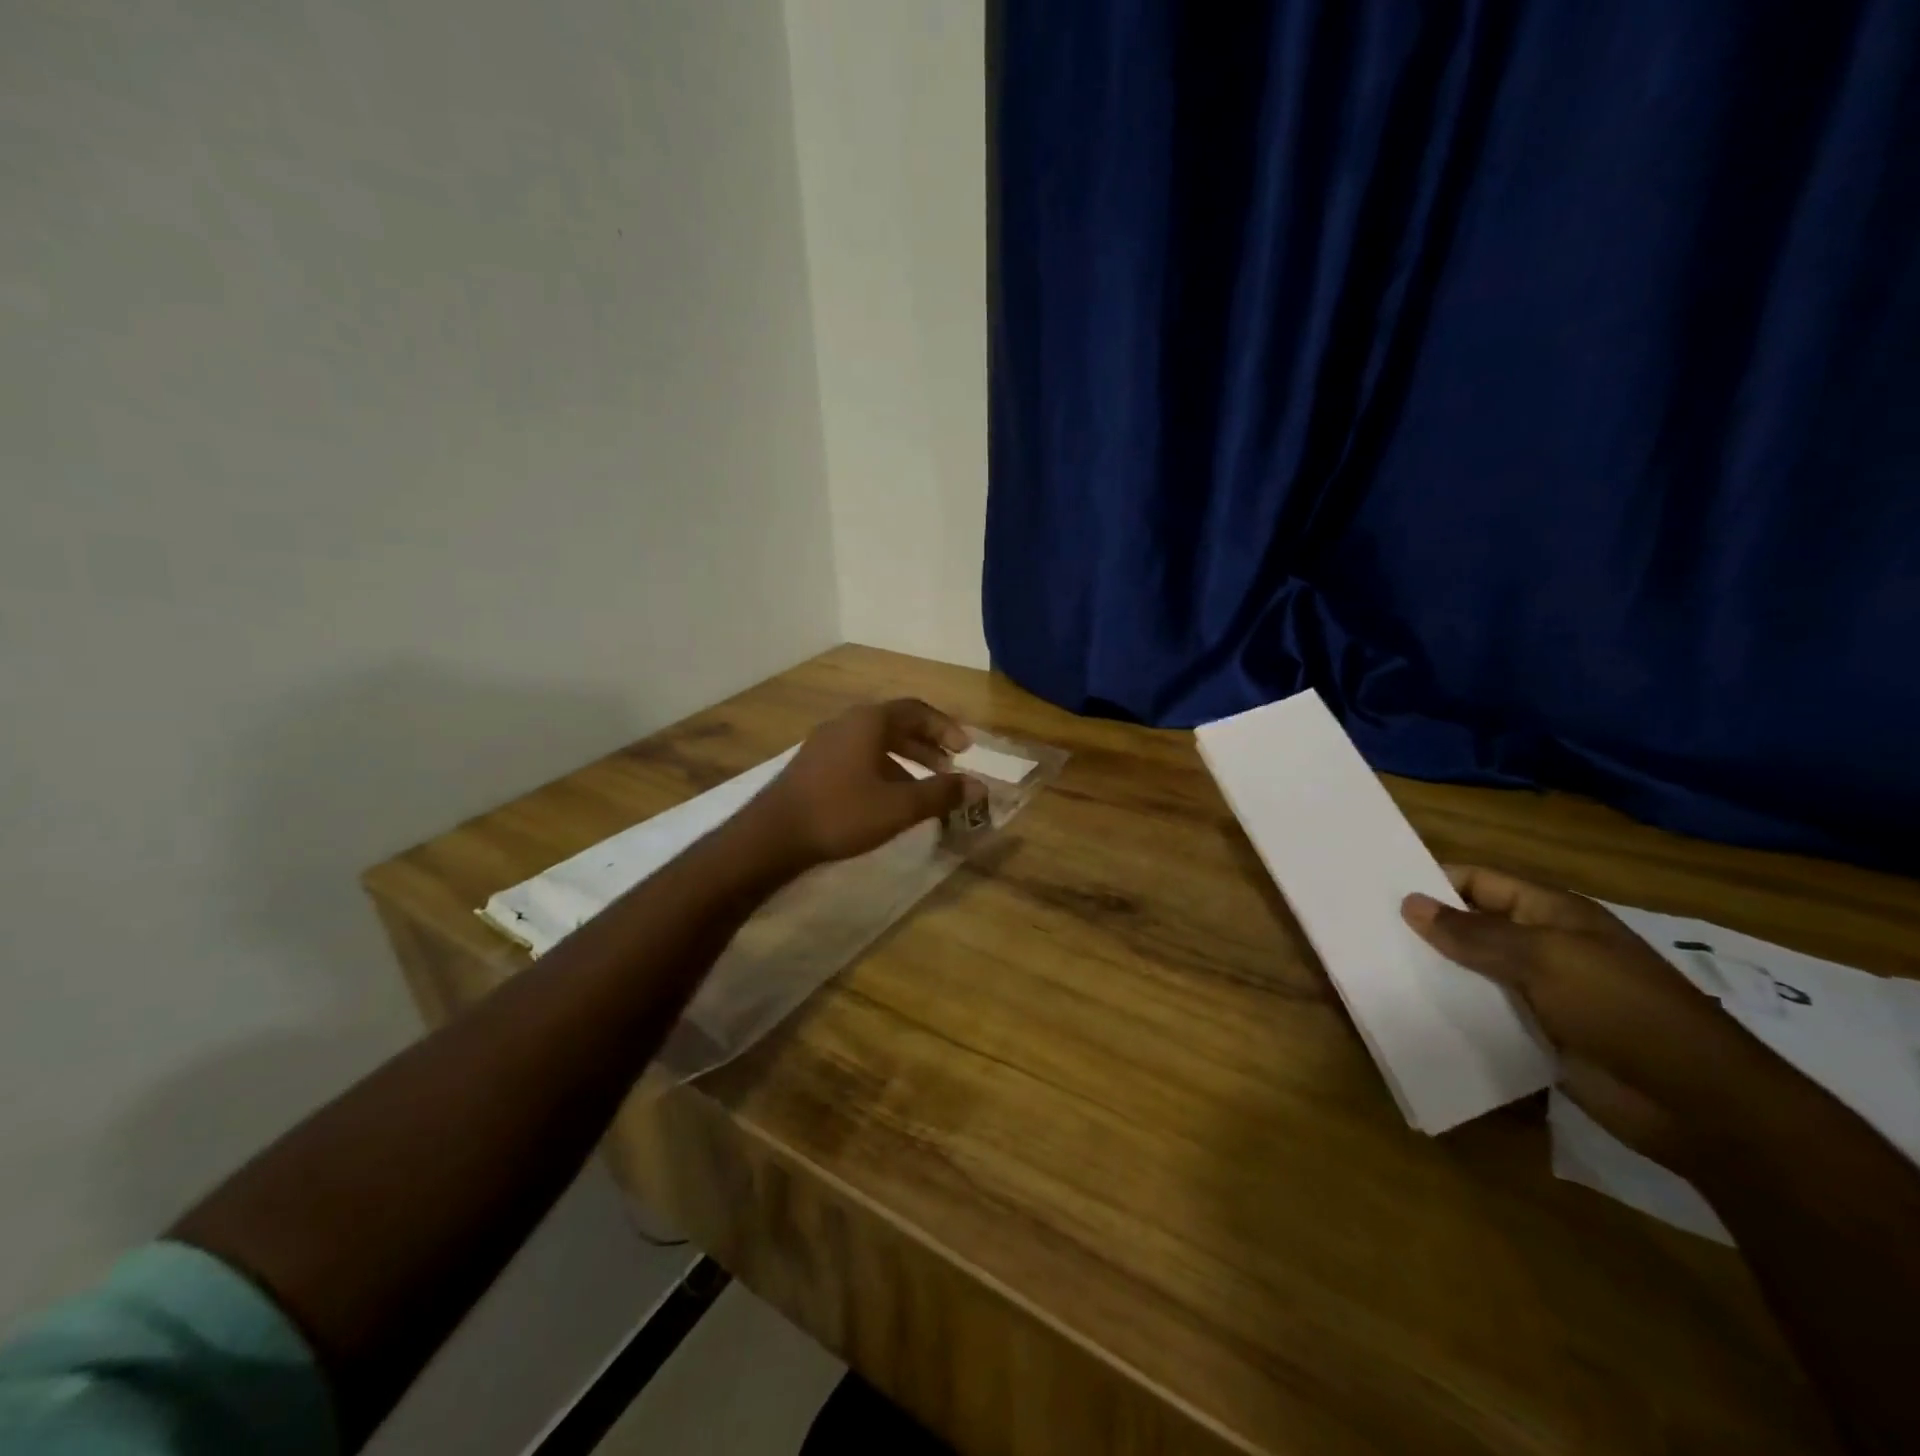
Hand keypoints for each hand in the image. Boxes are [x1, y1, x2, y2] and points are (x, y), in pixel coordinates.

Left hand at [745, 699, 985, 869]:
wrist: (773, 835)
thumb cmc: (842, 813)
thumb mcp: (899, 806)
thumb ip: (941, 793)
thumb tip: (979, 786)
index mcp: (869, 721)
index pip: (917, 710)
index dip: (945, 728)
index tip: (966, 750)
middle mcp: (847, 722)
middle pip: (896, 724)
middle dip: (927, 745)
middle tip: (949, 768)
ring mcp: (826, 742)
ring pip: (875, 742)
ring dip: (905, 759)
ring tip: (924, 787)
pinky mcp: (813, 764)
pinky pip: (858, 756)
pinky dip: (882, 769)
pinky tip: (888, 799)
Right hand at [1401, 867, 1788, 1168]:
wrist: (1698, 1105)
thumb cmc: (1623, 1010)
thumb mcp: (1544, 959)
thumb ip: (1473, 933)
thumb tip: (1410, 903)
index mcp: (1549, 913)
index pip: (1478, 881)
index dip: (1432, 880)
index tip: (1376, 888)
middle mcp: (1542, 945)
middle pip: (1470, 925)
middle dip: (1423, 928)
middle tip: (1362, 930)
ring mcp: (1540, 992)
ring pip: (1471, 971)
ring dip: (1432, 971)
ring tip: (1373, 969)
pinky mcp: (1536, 1034)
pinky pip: (1483, 1012)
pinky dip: (1451, 1010)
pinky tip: (1411, 1011)